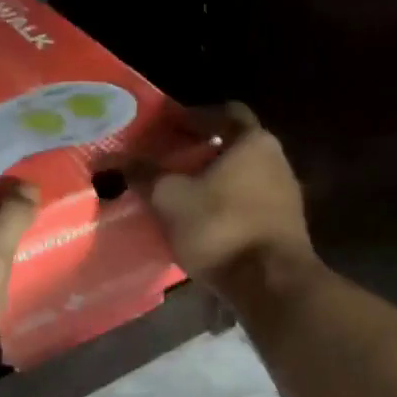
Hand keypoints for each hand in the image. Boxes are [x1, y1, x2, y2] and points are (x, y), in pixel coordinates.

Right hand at [145, 103, 316, 293]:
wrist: (272, 284)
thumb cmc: (220, 228)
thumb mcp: (171, 199)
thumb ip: (143, 174)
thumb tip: (110, 158)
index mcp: (253, 141)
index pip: (223, 112)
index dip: (192, 116)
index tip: (166, 127)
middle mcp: (276, 159)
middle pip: (235, 144)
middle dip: (202, 149)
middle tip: (168, 158)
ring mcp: (286, 194)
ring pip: (243, 175)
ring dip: (214, 179)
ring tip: (181, 191)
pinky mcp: (284, 225)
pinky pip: (250, 202)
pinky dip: (226, 204)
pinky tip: (203, 220)